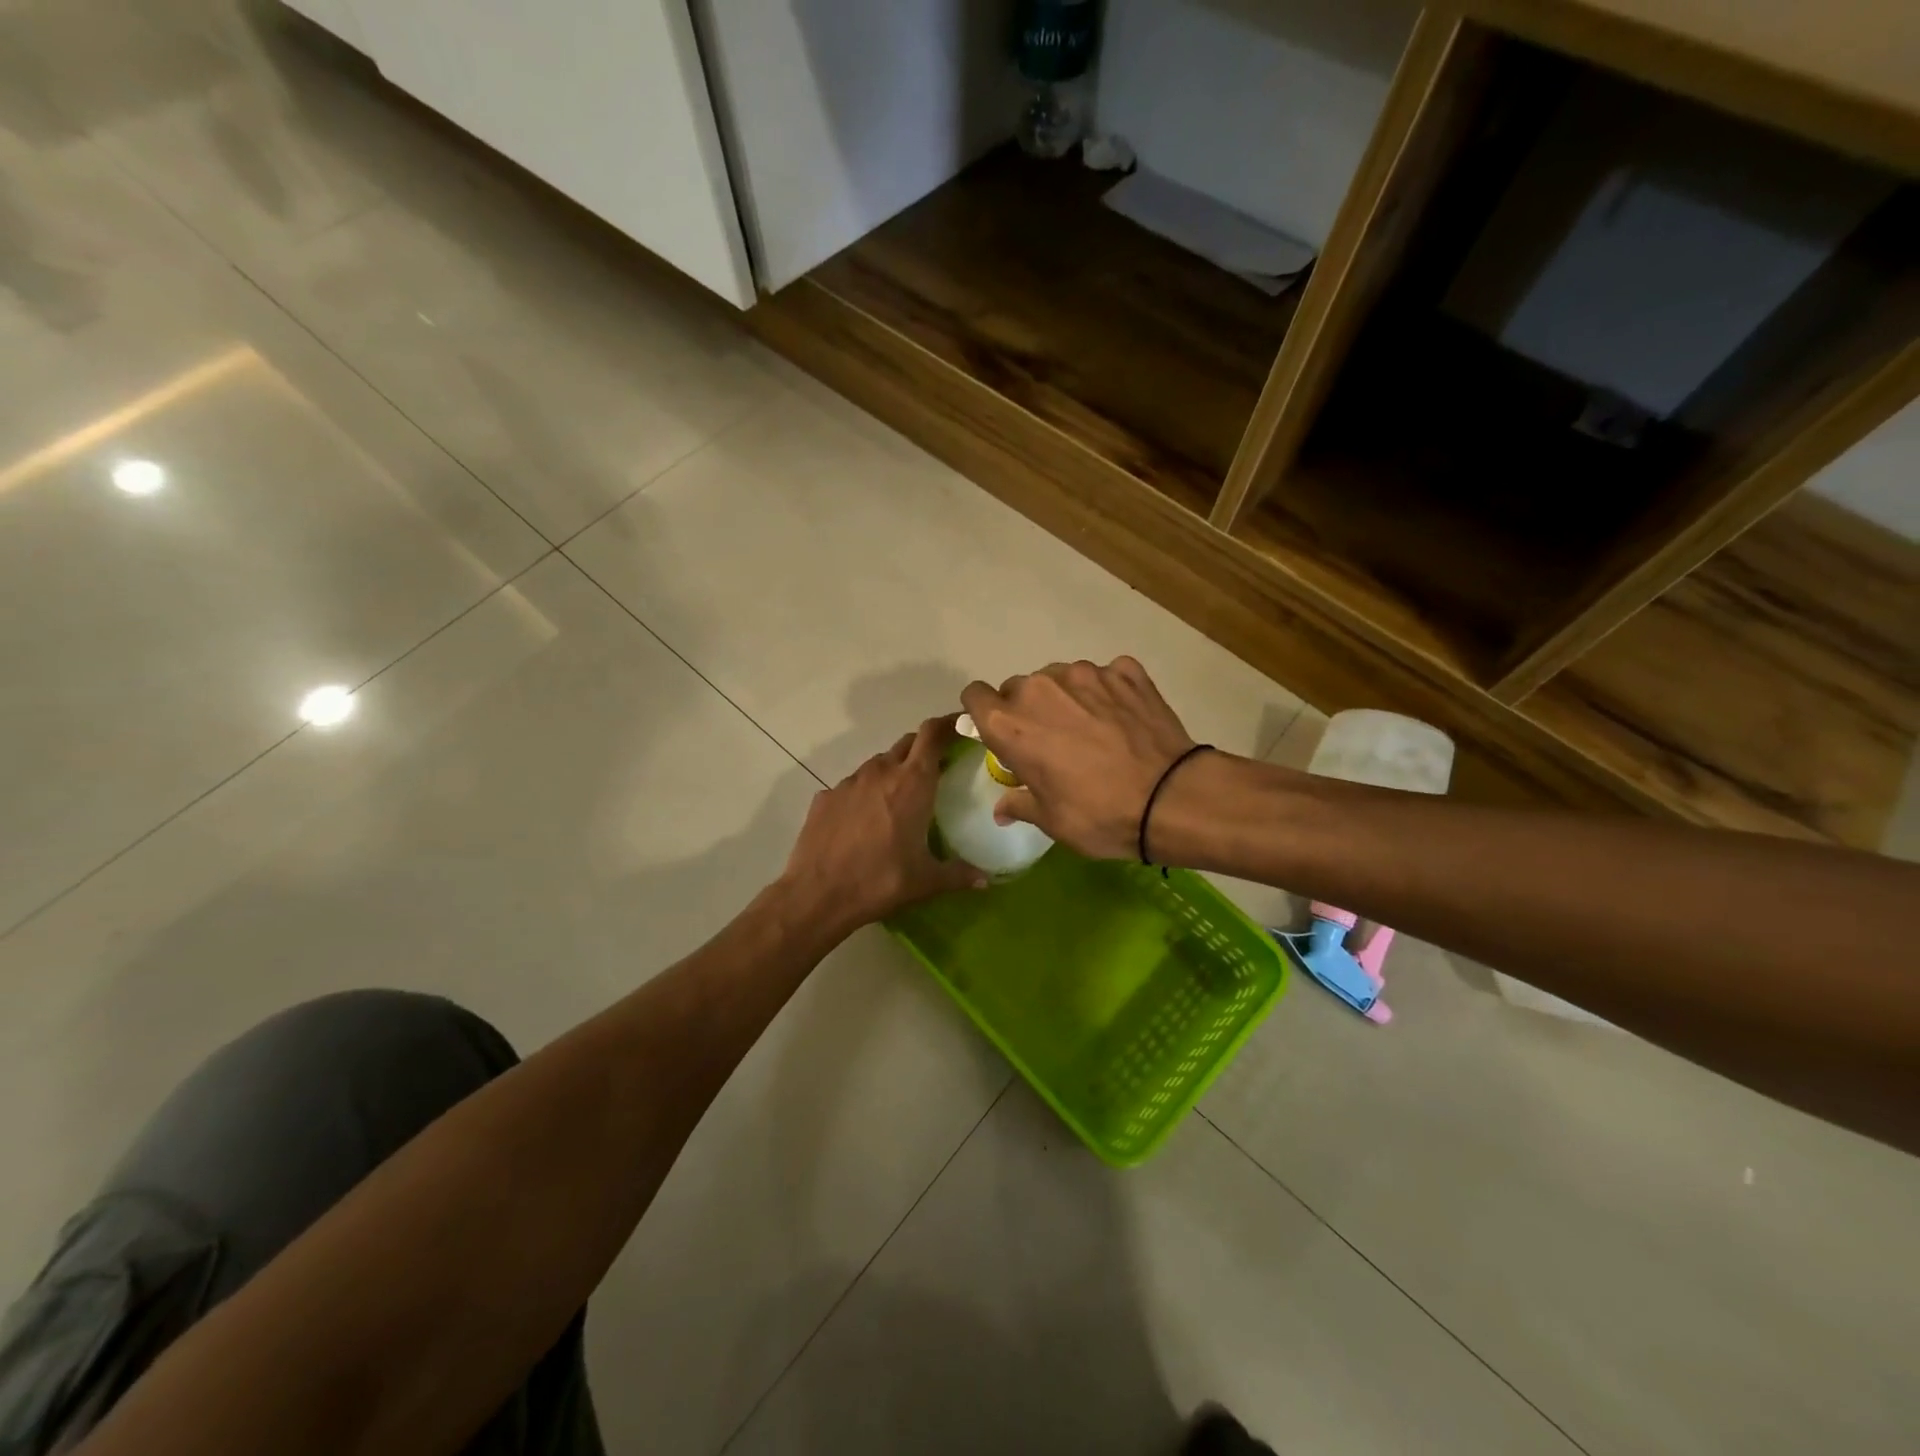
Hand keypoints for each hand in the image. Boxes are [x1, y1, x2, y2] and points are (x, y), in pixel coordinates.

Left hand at [779, 716, 987, 935]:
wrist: (818, 895)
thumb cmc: (881, 881)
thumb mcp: (926, 881)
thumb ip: (959, 875)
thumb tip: (986, 880)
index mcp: (912, 783)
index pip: (933, 734)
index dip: (949, 724)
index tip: (962, 726)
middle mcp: (880, 772)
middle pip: (907, 743)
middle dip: (924, 748)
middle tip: (938, 768)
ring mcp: (849, 782)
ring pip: (878, 764)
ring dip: (893, 772)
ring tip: (900, 799)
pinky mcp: (825, 797)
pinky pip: (852, 786)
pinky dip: (864, 794)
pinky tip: (864, 822)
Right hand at [960, 658, 1196, 859]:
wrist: (1171, 798)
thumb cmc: (1098, 815)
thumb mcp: (1051, 820)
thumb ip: (1019, 804)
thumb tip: (1002, 809)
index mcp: (1010, 723)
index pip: (975, 696)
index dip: (983, 713)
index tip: (999, 732)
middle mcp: (1040, 688)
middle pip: (1019, 688)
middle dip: (1028, 710)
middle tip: (1052, 741)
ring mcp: (1086, 673)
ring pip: (1061, 678)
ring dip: (1066, 698)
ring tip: (1093, 730)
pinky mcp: (1125, 671)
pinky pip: (1105, 675)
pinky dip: (1107, 692)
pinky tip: (1122, 718)